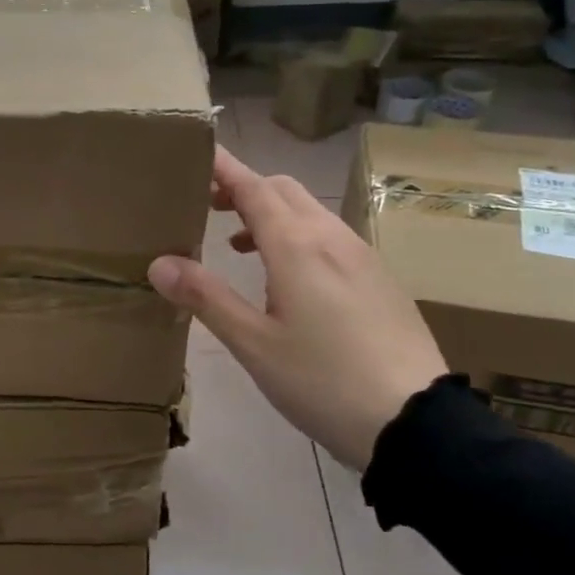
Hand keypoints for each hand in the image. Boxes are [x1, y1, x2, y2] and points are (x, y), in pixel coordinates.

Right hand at [148, 145, 446, 470]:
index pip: (252, 187)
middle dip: (244, 187)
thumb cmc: (323, 381)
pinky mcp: (381, 279)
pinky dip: (299, 236)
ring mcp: (363, 256)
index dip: (223, 168)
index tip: (196, 151)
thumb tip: (159, 264)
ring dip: (272, 213)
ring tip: (240, 246)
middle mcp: (332, 238)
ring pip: (310, 212)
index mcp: (297, 246)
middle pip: (282, 190)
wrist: (415, 423)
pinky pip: (331, 237)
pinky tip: (289, 279)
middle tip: (209, 206)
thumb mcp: (253, 344)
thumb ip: (206, 298)